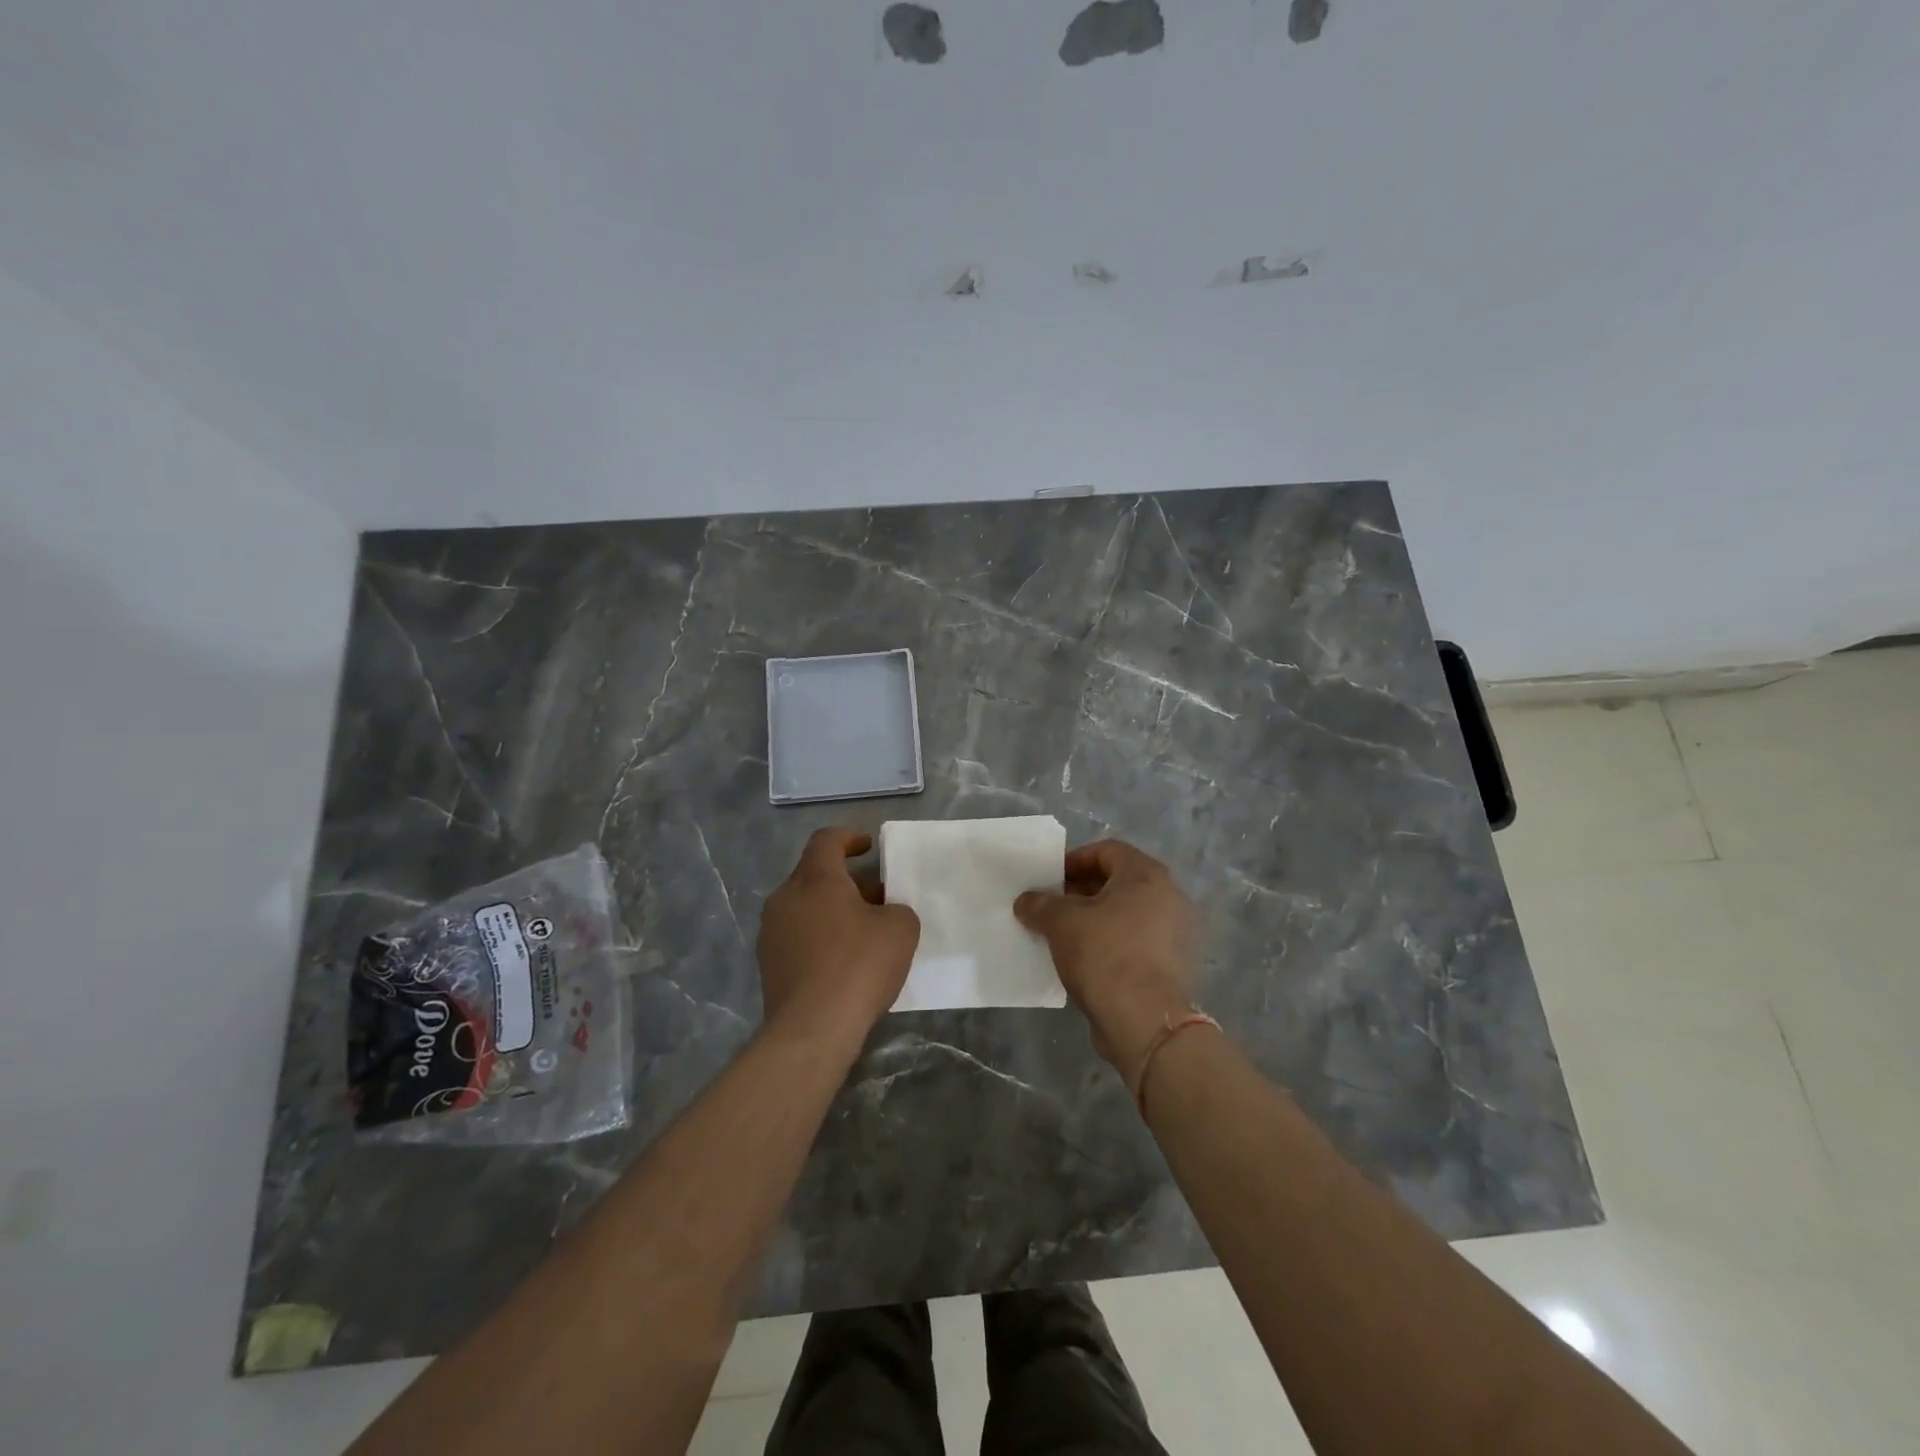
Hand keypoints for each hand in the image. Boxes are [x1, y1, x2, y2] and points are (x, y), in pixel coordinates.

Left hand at [757, 828, 919, 1038]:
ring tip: (863, 931)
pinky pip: (798, 937)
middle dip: (847, 881)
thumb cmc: (859, 965)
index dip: (849, 838)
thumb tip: (885, 914)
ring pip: (805, 907)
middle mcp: (785, 898)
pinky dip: (820, 937)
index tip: (868, 846)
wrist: (813, 1028)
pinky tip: (844, 961)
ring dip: (832, 911)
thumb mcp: (901, 929)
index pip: (826, 840)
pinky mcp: (768, 965)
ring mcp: (771, 932)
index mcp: (815, 878)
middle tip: (877, 896)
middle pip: (815, 875)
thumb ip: (898, 909)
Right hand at [1014, 839, 1197, 1082]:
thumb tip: (1026, 901)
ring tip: (1062, 934)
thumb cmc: (1104, 955)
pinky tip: (1082, 959)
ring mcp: (1173, 933)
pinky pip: (1134, 941)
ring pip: (1125, 914)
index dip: (1074, 860)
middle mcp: (1167, 897)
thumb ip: (1040, 904)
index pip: (1107, 850)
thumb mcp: (1061, 922)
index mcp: (1146, 875)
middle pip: (1117, 882)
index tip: (1049, 879)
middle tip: (1051, 906)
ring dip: (1094, 919)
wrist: (1144, 1022)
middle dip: (1080, 891)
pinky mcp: (1170, 965)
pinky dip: (1109, 943)